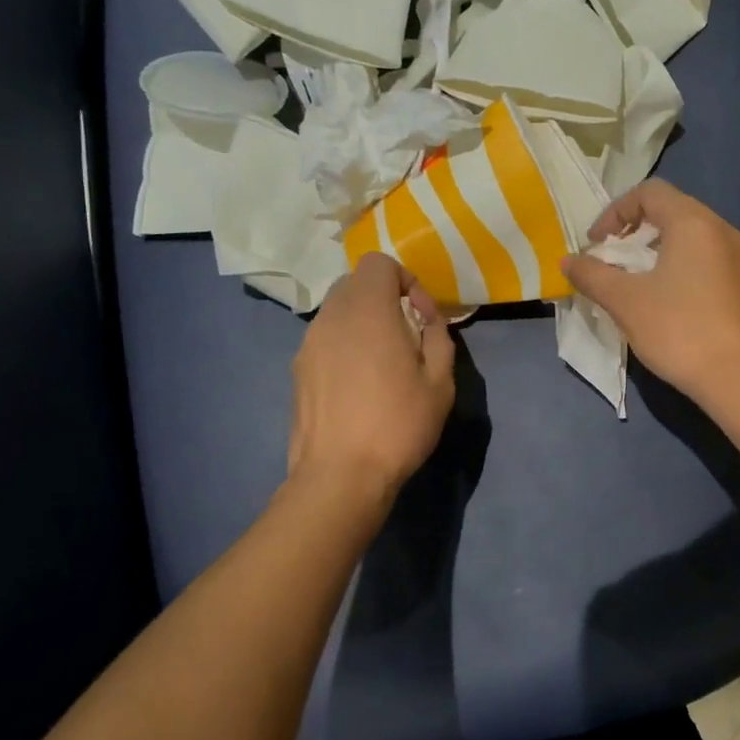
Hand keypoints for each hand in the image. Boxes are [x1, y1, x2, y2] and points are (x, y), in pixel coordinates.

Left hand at [288, 253, 455, 499]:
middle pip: (356, 284)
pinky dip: (345, 346)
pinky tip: (360, 386)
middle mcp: (331, 317)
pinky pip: (325, 339)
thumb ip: (438, 337)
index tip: (421, 316)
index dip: (405, 279)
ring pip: (338, 312)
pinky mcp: (298, 370)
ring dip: (364, 323)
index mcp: (367, 311)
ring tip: (384, 364)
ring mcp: (308, 344)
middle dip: (385, 299)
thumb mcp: (441, 382)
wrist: (340, 476)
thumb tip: (427, 320)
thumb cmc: (398, 425)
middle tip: (407, 336)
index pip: (378, 263)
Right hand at [561, 180, 739, 409]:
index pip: (649, 192)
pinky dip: (678, 264)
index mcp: (693, 222)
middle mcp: (721, 229)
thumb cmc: (678, 330)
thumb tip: (567, 261)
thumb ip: (592, 275)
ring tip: (633, 280)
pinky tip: (664, 298)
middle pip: (671, 210)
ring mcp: (738, 256)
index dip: (615, 212)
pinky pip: (705, 257)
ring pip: (689, 235)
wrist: (736, 377)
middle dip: (634, 230)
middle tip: (611, 260)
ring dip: (655, 249)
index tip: (596, 245)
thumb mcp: (624, 301)